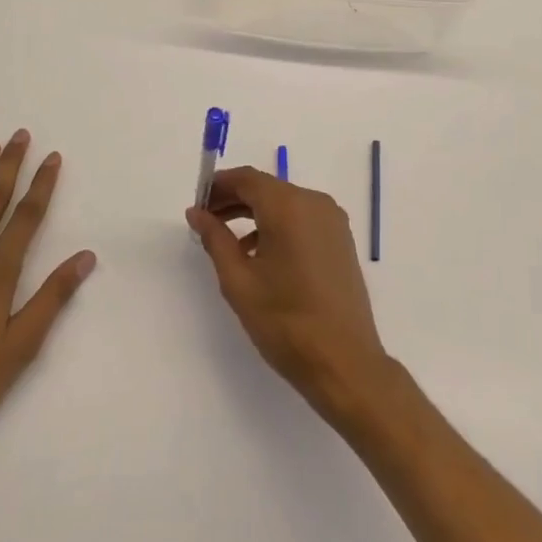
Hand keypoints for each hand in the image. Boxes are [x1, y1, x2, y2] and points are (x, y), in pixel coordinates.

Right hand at [185, 166, 390, 417]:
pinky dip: (277, 225)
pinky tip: (259, 254)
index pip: (247, 178)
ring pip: (285, 203)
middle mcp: (314, 202)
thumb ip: (215, 239)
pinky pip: (302, 218)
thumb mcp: (239, 281)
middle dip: (234, 199)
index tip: (197, 202)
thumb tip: (197, 212)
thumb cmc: (286, 322)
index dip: (218, 185)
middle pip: (267, 188)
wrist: (345, 363)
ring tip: (227, 240)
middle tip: (205, 220)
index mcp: (289, 206)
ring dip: (255, 213)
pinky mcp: (341, 239)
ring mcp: (332, 220)